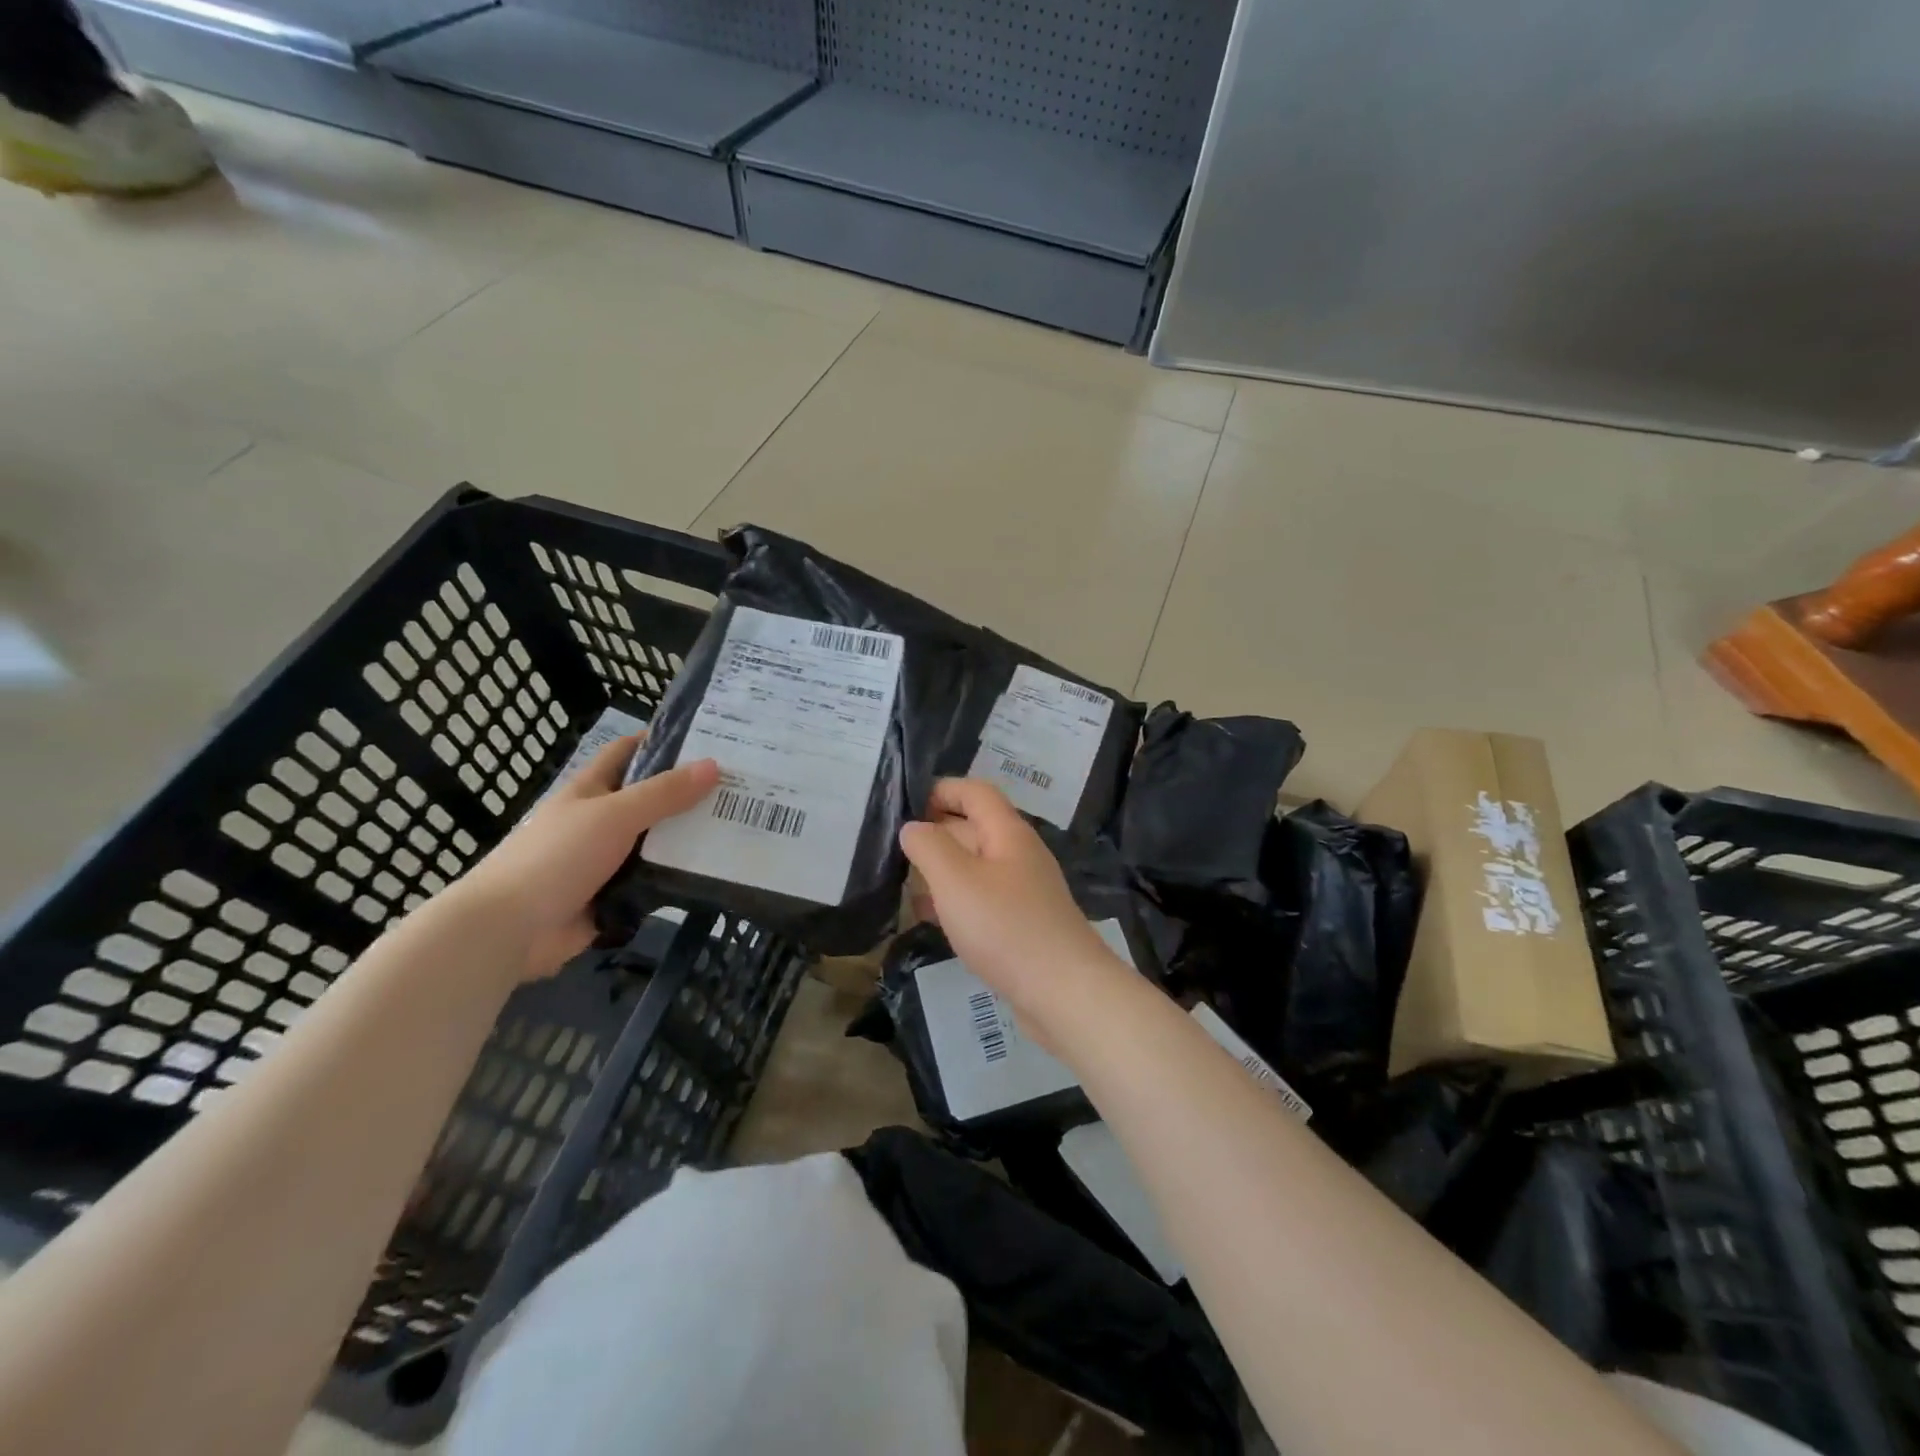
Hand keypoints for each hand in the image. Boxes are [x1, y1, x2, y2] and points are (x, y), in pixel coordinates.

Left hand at [454, 736, 718, 979]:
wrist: (510, 929)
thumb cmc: (558, 856)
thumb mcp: (615, 815)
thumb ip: (664, 793)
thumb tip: (715, 766)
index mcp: (592, 789)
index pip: (630, 752)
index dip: (664, 741)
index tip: (711, 740)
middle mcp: (602, 819)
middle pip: (653, 798)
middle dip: (692, 793)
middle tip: (743, 788)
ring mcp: (608, 859)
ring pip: (658, 841)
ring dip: (691, 837)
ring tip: (742, 828)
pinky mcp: (616, 894)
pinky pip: (656, 879)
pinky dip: (681, 876)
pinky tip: (719, 871)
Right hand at [899, 779, 1128, 1046]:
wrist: (1063, 992)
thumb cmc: (1005, 927)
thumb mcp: (956, 879)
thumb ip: (928, 846)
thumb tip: (913, 827)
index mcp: (1008, 833)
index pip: (975, 792)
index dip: (941, 790)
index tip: (904, 807)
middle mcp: (1018, 855)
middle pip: (973, 828)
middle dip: (934, 833)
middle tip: (892, 850)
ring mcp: (1022, 891)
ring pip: (974, 867)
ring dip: (940, 871)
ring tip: (902, 884)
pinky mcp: (1021, 924)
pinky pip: (981, 900)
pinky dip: (954, 902)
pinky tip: (930, 918)